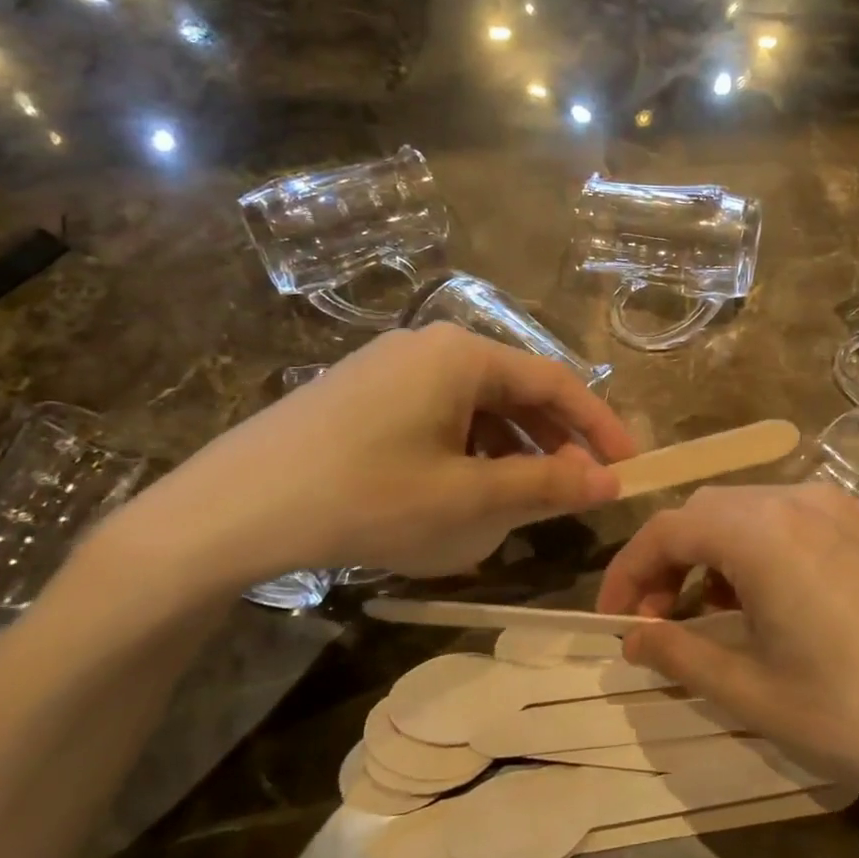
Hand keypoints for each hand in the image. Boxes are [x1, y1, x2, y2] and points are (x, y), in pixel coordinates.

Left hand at [105, 325, 637, 593]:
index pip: (555, 382)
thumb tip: (609, 483)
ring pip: (475, 407)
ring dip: (509, 452)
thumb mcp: (468, 499)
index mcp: (463, 354)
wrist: (230, 511)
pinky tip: (459, 493)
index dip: (598, 426)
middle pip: (516, 391)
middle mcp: (430, 347)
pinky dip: (466, 452)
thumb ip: (546, 488)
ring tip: (521, 503)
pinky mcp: (361, 395)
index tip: (628, 466)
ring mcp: (390, 367)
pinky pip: (437, 417)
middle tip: (578, 491)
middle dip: (552, 443)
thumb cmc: (365, 497)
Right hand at [598, 485, 858, 827]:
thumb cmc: (855, 719)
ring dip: (718, 551)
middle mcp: (803, 499)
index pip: (669, 529)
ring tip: (713, 610)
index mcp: (764, 532)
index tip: (614, 620)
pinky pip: (800, 519)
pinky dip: (765, 548)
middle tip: (658, 619)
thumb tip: (630, 638)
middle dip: (671, 558)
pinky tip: (777, 599)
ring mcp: (849, 508)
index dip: (629, 571)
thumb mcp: (752, 693)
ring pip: (755, 510)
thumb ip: (679, 655)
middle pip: (710, 510)